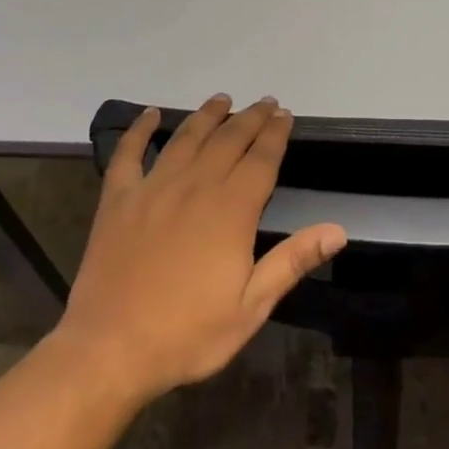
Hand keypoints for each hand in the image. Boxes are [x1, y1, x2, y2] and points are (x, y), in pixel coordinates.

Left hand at [55, 94, 347, 403]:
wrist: (110, 349)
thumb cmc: (187, 333)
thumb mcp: (251, 307)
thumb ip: (292, 261)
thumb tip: (337, 230)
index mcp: (231, 210)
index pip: (261, 159)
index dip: (275, 134)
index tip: (285, 115)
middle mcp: (195, 186)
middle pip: (228, 140)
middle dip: (250, 118)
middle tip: (265, 103)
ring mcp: (153, 188)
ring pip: (186, 138)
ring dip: (207, 115)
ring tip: (222, 99)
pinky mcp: (118, 199)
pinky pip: (129, 153)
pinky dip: (139, 130)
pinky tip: (149, 114)